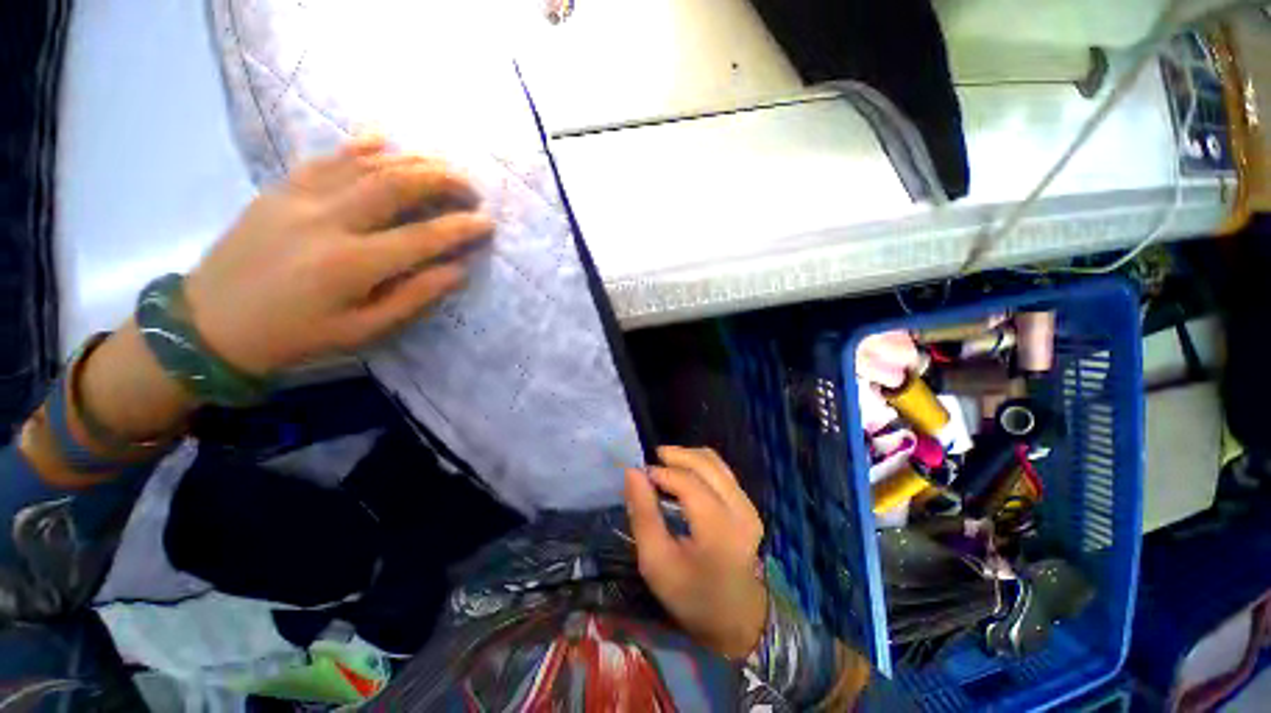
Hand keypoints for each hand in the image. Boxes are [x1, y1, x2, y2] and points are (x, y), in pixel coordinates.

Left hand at [184, 136, 493, 375]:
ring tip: (443, 164)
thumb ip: (413, 297)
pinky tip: (383, 139)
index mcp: (351, 265)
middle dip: (442, 180)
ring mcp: (299, 198)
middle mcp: (328, 222)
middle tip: (471, 187)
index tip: (488, 222)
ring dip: (411, 160)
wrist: (209, 323)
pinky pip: (326, 158)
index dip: (461, 228)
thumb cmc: (294, 336)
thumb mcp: (362, 331)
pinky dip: (358, 145)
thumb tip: (457, 270)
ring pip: (365, 165)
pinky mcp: (279, 189)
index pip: (423, 238)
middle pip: (396, 186)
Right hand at [625, 446, 767, 658]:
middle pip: (705, 463)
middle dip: (675, 455)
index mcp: (719, 528)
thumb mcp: (656, 562)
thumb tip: (632, 472)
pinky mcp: (748, 504)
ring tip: (664, 466)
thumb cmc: (692, 595)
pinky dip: (699, 465)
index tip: (639, 475)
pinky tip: (683, 475)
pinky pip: (721, 471)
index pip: (688, 481)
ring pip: (715, 462)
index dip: (661, 472)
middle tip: (650, 462)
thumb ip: (643, 514)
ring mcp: (748, 504)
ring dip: (687, 457)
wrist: (737, 618)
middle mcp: (740, 509)